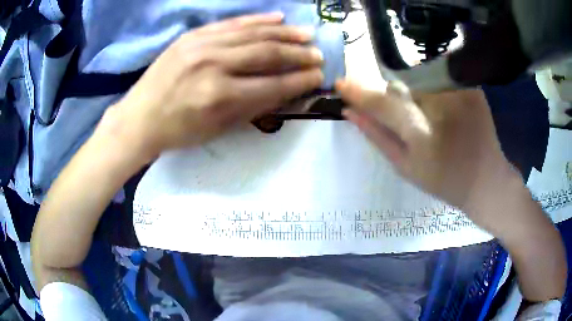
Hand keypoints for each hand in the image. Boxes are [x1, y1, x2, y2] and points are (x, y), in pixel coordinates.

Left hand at [102, 13, 323, 161]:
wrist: (139, 118)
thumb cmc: (178, 132)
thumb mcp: (218, 129)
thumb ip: (253, 107)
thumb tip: (284, 90)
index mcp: (221, 97)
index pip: (273, 84)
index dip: (300, 80)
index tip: (319, 76)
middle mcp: (214, 65)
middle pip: (267, 53)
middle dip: (298, 54)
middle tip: (318, 54)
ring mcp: (202, 45)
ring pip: (253, 33)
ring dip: (285, 33)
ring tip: (307, 34)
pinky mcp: (193, 35)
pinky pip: (232, 23)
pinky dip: (257, 20)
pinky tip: (278, 18)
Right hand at [337, 80, 516, 230]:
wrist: (487, 180)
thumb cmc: (445, 181)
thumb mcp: (406, 168)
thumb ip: (377, 137)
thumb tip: (348, 111)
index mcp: (424, 136)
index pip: (382, 103)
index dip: (360, 92)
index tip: (341, 84)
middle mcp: (443, 107)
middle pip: (401, 85)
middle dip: (395, 96)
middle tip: (409, 118)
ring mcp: (460, 93)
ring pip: (420, 79)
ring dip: (416, 93)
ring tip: (433, 118)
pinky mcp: (471, 87)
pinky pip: (440, 77)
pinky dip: (435, 90)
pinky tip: (447, 112)